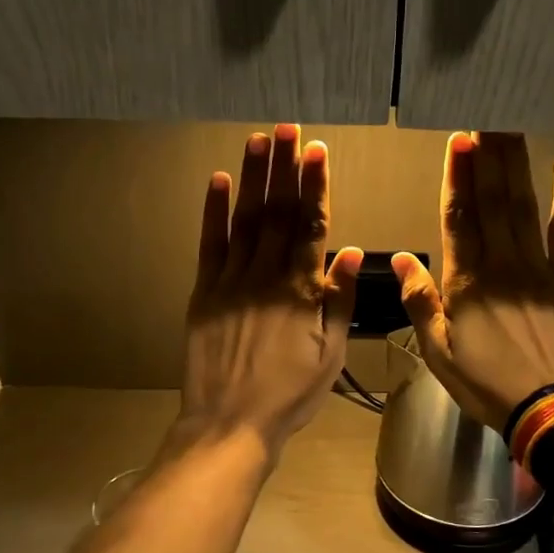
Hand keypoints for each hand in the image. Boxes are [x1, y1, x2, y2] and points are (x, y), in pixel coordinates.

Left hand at [176, 124, 362, 460]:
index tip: (317, 151)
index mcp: (300, 291)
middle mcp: (265, 276)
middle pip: (278, 212)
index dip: (315, 186)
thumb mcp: (330, 355)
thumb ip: (339, 301)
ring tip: (259, 140)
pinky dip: (213, 211)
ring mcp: (230, 281)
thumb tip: (350, 251)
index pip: (310, 226)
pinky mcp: (203, 292)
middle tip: (288, 129)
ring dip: (252, 177)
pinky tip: (218, 181)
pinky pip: (209, 244)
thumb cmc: (289, 395)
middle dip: (284, 168)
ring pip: (245, 219)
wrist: (229, 423)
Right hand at [392, 132, 553, 431]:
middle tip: (485, 113)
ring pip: (523, 206)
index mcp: (466, 283)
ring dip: (516, 164)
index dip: (457, 177)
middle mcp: (501, 264)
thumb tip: (401, 259)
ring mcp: (538, 268)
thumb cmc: (487, 384)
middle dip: (487, 155)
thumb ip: (421, 302)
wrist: (551, 408)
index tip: (458, 139)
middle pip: (492, 201)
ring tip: (510, 126)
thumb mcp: (438, 353)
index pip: (459, 218)